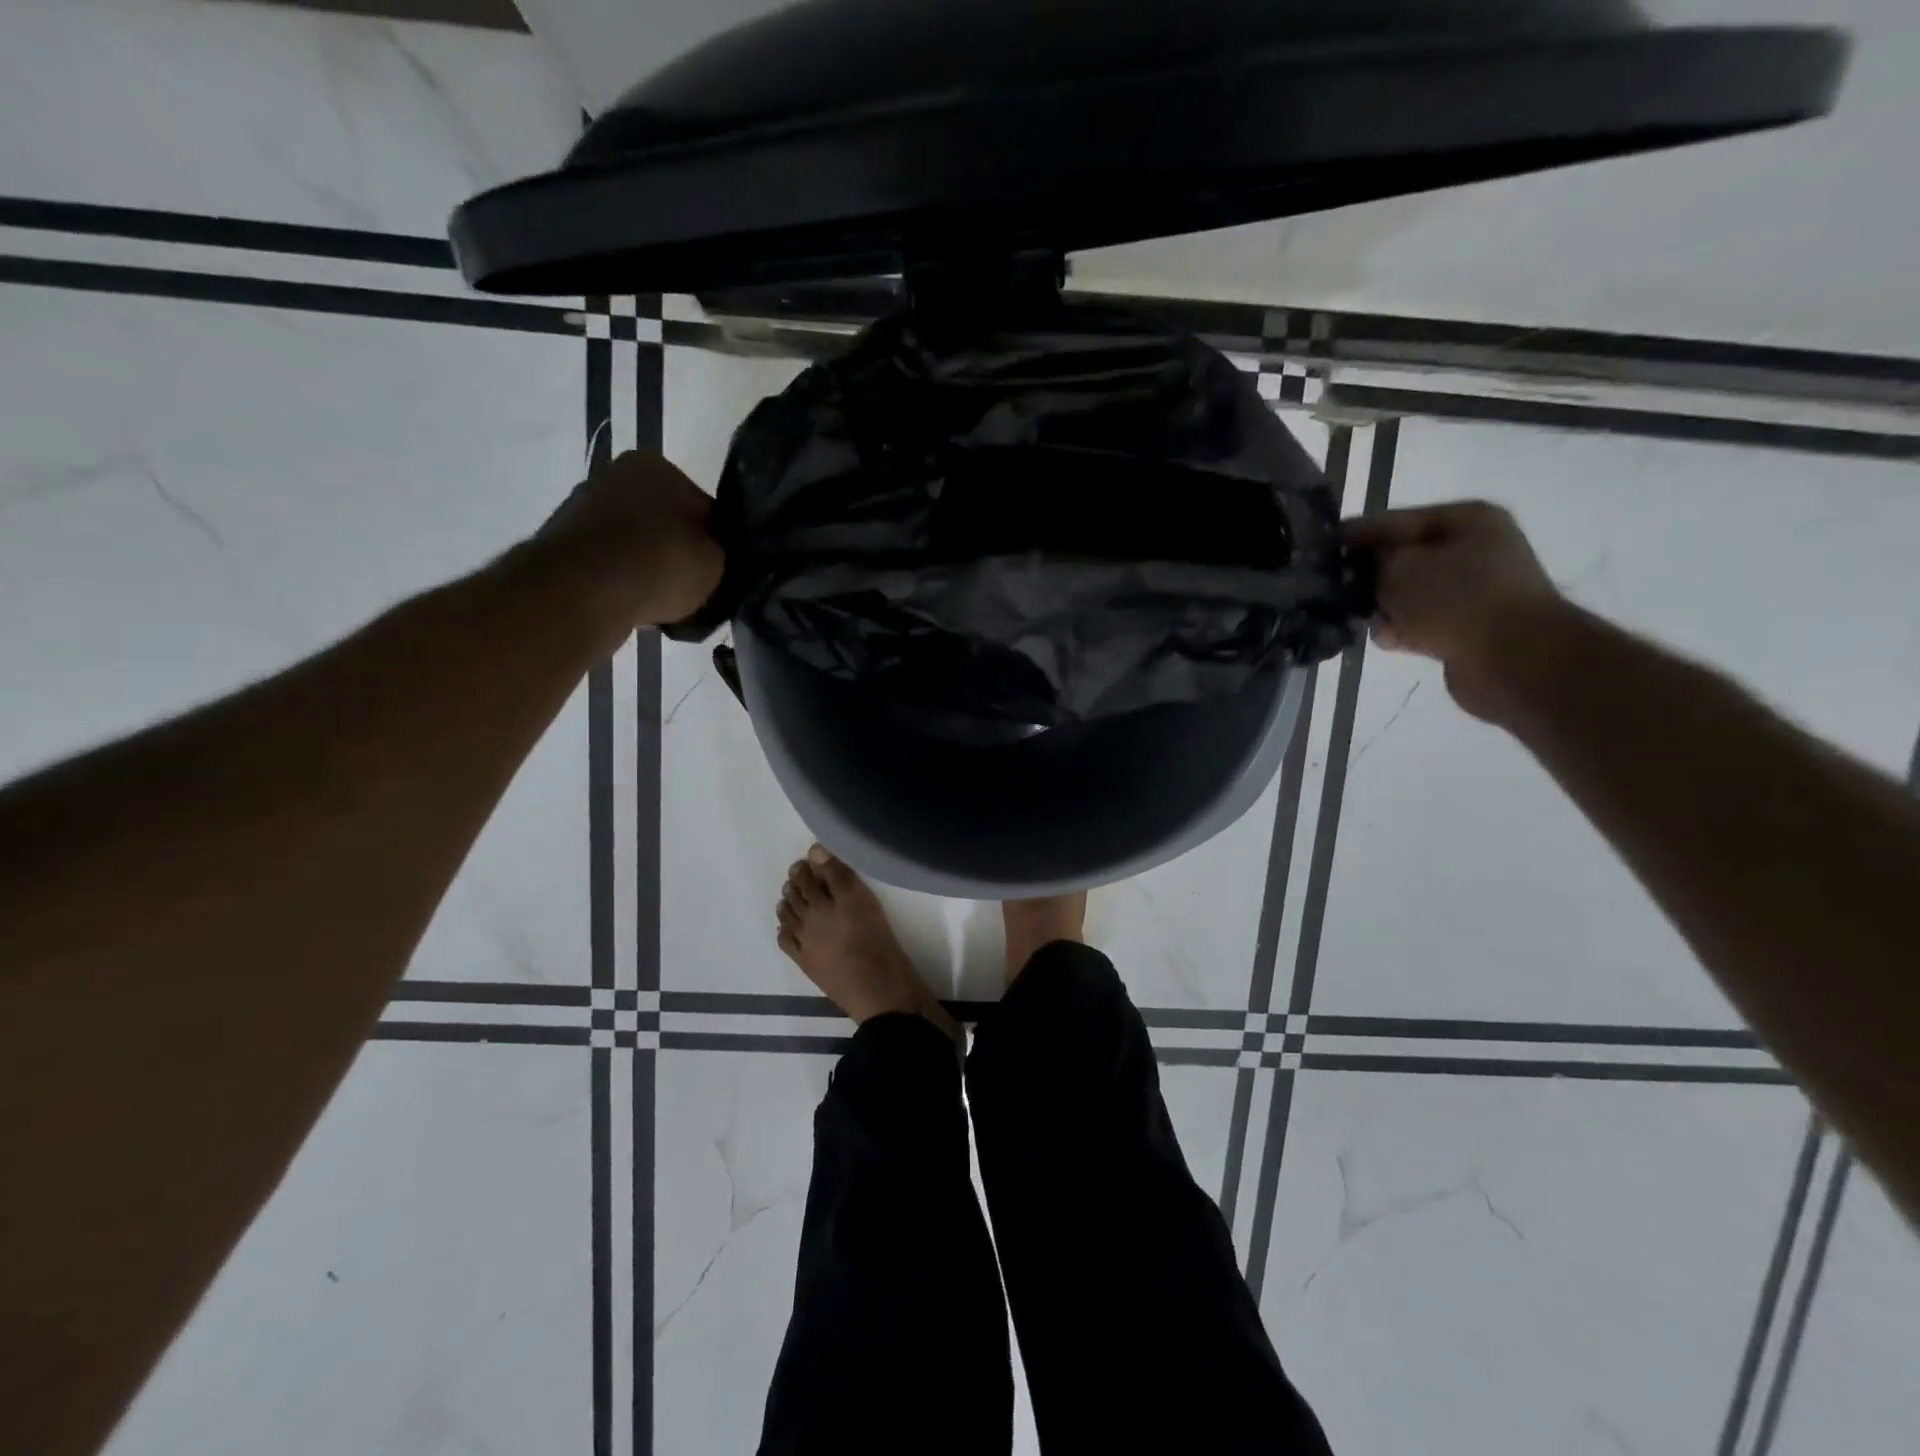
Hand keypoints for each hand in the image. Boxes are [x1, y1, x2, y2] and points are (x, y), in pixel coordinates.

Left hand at [538, 451, 723, 627]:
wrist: (587, 590)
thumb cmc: (663, 562)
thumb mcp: (718, 561)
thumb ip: (722, 553)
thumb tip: (714, 558)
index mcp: (657, 465)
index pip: (704, 507)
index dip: (718, 543)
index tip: (722, 572)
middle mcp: (615, 475)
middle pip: (665, 523)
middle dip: (678, 553)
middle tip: (696, 590)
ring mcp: (583, 508)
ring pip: (635, 545)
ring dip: (650, 569)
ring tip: (666, 605)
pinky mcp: (563, 543)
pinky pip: (609, 566)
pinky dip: (623, 582)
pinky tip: (636, 606)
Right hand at [1344, 501, 1572, 722]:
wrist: (1514, 659)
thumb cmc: (1457, 600)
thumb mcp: (1400, 569)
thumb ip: (1372, 564)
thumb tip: (1365, 572)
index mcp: (1466, 520)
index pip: (1395, 520)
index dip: (1356, 534)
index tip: (1321, 547)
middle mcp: (1474, 550)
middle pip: (1403, 558)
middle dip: (1369, 575)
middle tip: (1333, 588)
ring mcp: (1473, 591)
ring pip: (1409, 594)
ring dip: (1383, 606)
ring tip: (1358, 618)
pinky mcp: (1467, 627)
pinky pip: (1420, 622)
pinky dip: (1402, 630)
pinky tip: (1387, 639)